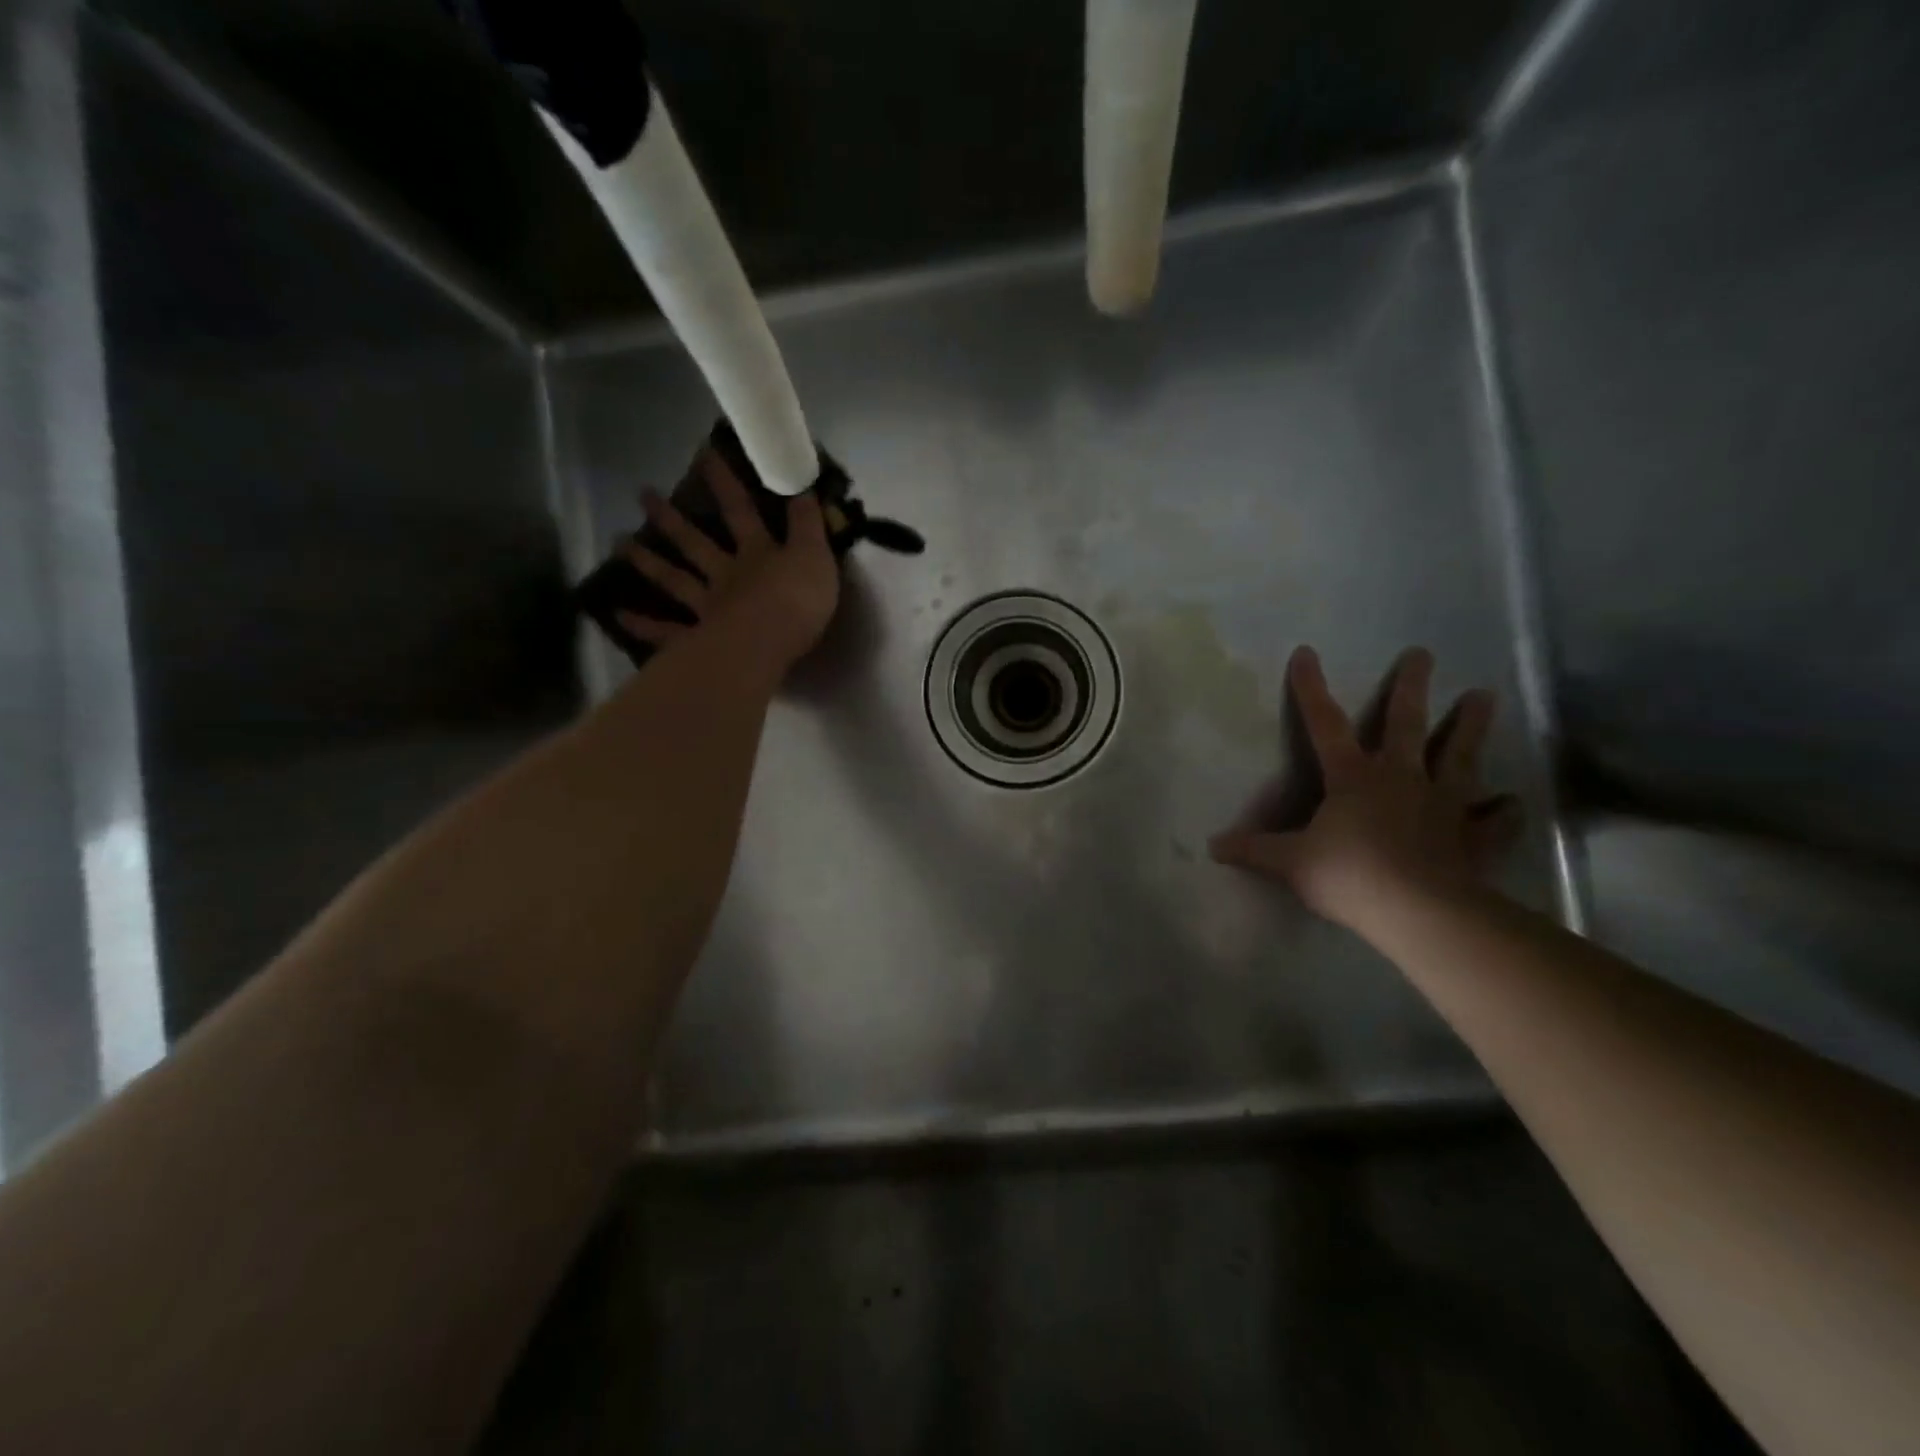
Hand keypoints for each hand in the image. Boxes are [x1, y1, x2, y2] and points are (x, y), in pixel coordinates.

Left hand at [616, 448, 840, 672]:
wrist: (769, 642)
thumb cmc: (797, 600)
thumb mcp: (815, 556)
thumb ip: (808, 525)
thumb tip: (802, 488)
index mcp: (757, 554)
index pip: (740, 510)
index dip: (725, 482)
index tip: (704, 453)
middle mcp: (726, 575)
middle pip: (694, 543)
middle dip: (671, 518)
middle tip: (642, 493)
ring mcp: (707, 608)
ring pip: (675, 580)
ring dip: (648, 562)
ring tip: (620, 543)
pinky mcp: (696, 641)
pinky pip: (666, 633)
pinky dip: (642, 625)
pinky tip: (619, 616)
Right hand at [1209, 646, 1521, 932]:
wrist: (1419, 912)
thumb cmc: (1349, 876)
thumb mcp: (1290, 863)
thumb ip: (1254, 850)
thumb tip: (1213, 846)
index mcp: (1352, 777)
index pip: (1324, 724)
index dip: (1311, 689)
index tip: (1306, 653)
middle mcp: (1400, 778)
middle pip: (1405, 725)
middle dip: (1411, 688)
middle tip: (1422, 654)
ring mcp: (1443, 804)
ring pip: (1458, 756)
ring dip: (1471, 726)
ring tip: (1485, 696)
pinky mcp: (1474, 837)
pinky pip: (1493, 819)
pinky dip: (1503, 810)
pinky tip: (1512, 802)